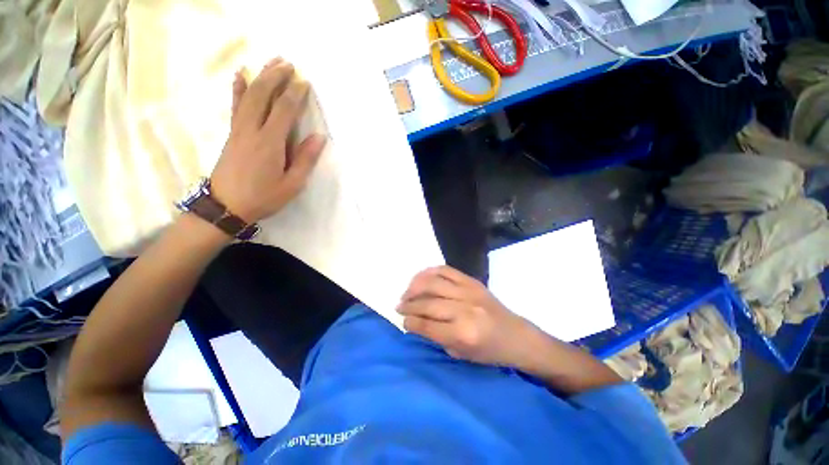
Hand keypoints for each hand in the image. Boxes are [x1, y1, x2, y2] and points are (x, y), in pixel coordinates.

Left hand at [210, 58, 325, 222]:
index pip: (283, 110)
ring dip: (260, 77)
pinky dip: (238, 89)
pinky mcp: (232, 134)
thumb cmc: (264, 197)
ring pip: (248, 96)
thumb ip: (305, 159)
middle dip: (276, 77)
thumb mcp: (292, 184)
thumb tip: (319, 137)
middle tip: (288, 63)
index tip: (305, 82)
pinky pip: (235, 106)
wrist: (226, 206)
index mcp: (270, 143)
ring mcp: (238, 130)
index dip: (295, 94)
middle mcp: (252, 130)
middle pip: (263, 95)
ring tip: (271, 62)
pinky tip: (240, 76)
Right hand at [398, 266, 535, 366]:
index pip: (427, 325)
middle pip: (428, 302)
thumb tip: (414, 321)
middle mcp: (464, 310)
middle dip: (409, 304)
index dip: (410, 321)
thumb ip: (435, 336)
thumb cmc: (489, 352)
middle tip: (399, 305)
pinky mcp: (472, 281)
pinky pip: (446, 270)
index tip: (402, 320)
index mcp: (463, 334)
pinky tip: (421, 278)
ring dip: (415, 286)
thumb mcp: (461, 354)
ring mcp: (469, 291)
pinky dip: (430, 272)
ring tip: (407, 292)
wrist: (516, 335)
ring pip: (433, 282)